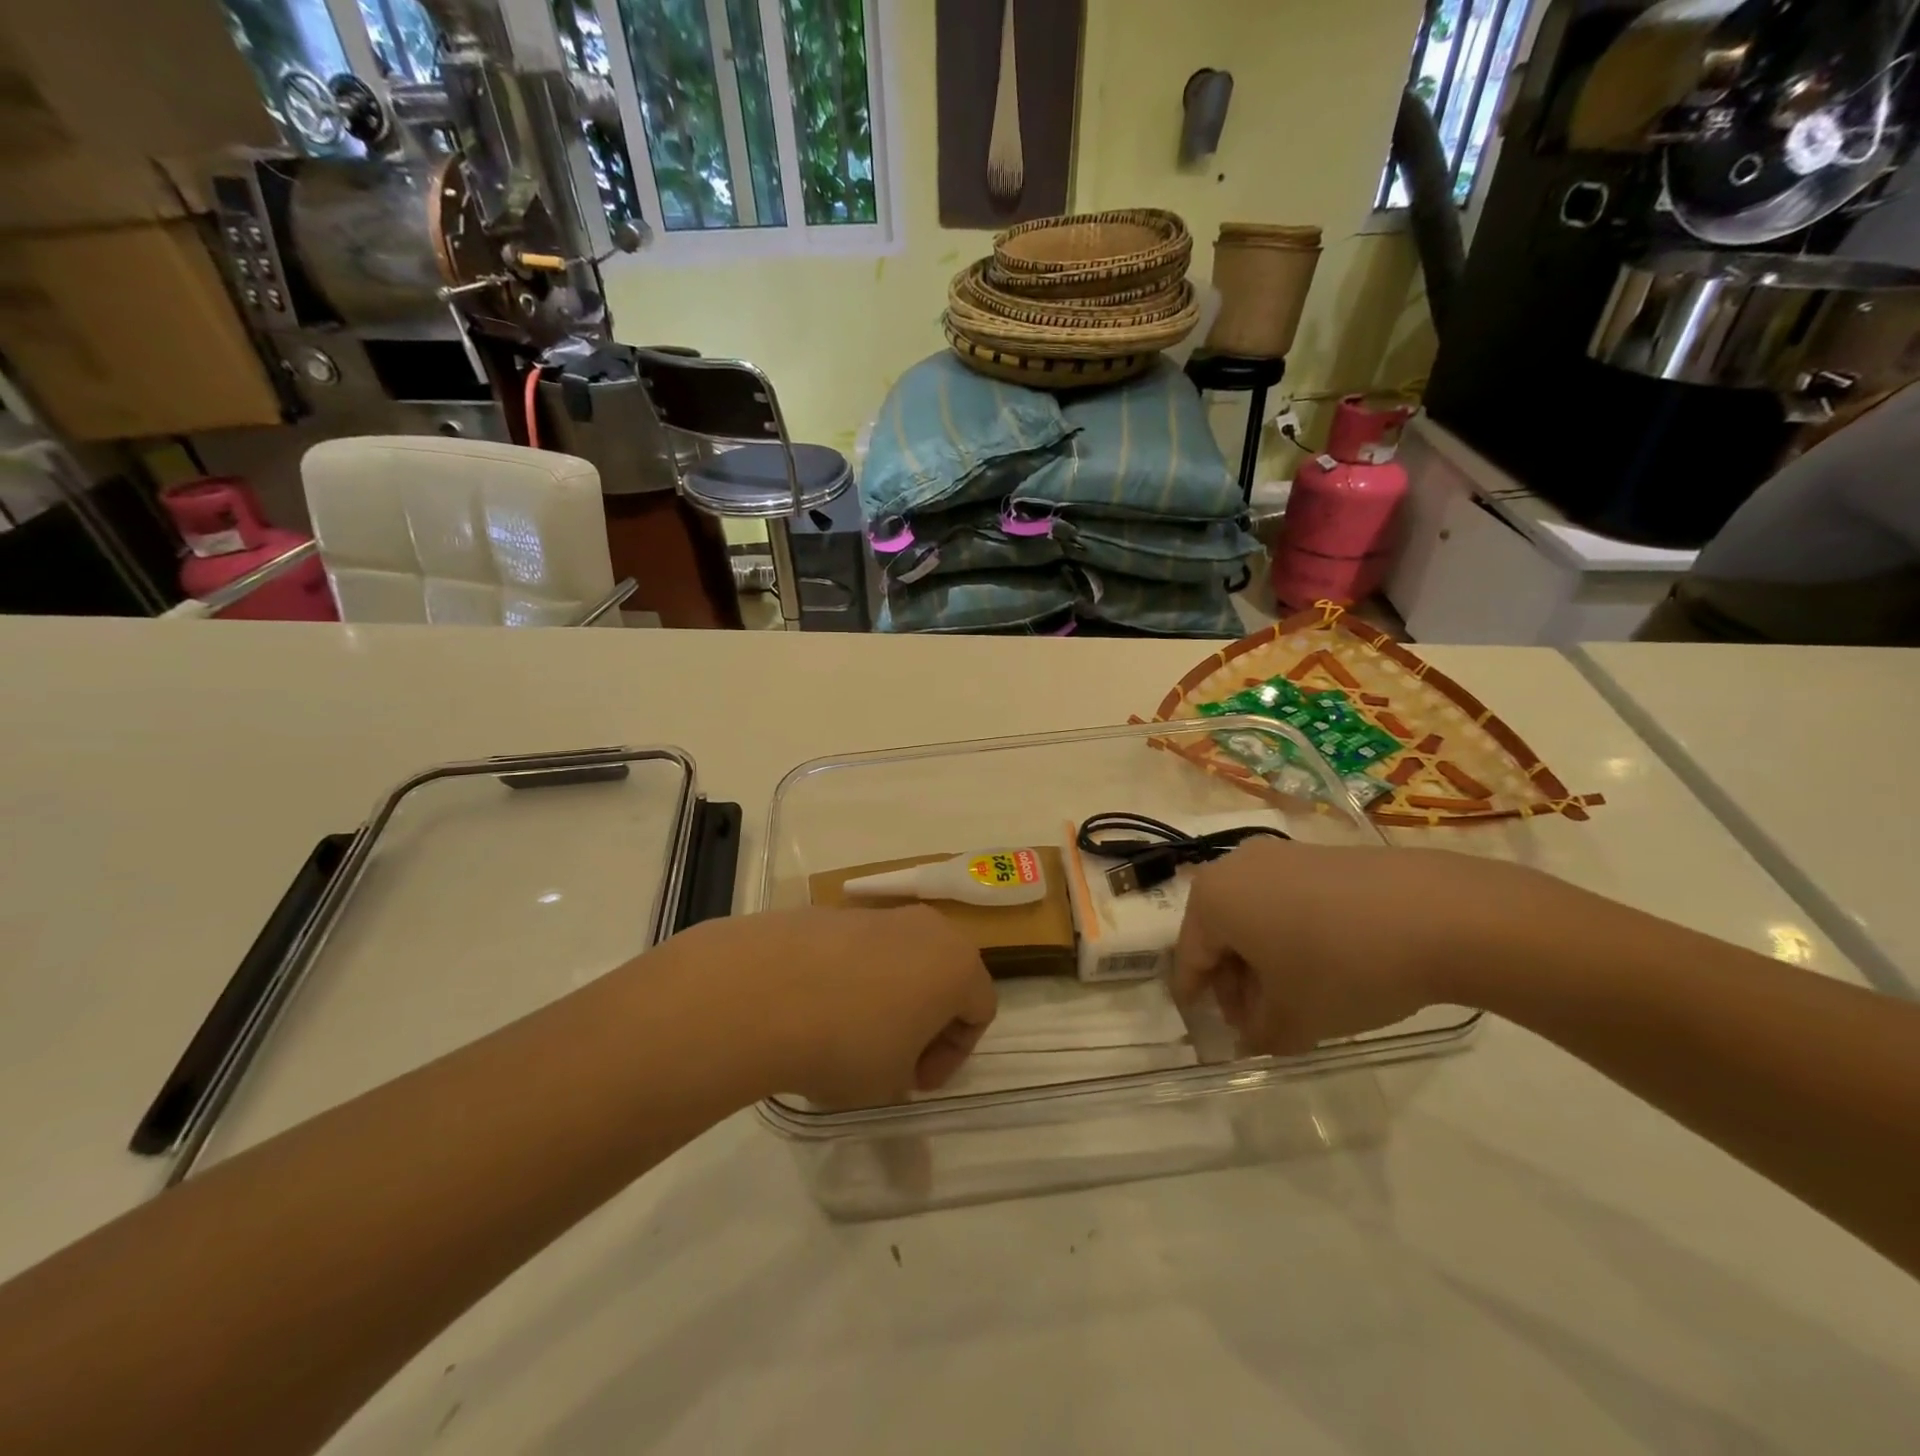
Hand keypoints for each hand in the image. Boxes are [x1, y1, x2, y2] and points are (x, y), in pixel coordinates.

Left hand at [663, 906, 996, 1105]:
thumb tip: (892, 1060)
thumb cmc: (849, 1043)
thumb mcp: (890, 1082)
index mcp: (957, 963)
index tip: (915, 1082)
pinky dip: (849, 978)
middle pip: (943, 975)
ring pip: (899, 959)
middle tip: (893, 1057)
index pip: (980, 1010)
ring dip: (886, 997)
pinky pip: (857, 950)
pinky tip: (814, 1009)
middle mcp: (926, 927)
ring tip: (846, 1035)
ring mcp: (876, 914)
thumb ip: (908, 1074)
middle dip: (924, 1019)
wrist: (763, 990)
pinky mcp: (832, 912)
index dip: (953, 1055)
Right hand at [1173, 839, 1559, 1054]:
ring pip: (1254, 915)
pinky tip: (1326, 965)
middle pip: (1220, 933)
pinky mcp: (1320, 855)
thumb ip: (1259, 1035)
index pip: (1189, 959)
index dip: (1199, 1000)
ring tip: (1297, 998)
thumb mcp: (1294, 1019)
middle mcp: (1235, 866)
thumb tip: (1249, 1040)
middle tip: (1260, 1022)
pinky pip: (1287, 900)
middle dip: (1235, 981)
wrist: (1438, 914)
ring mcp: (1280, 855)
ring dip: (1264, 959)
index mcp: (1212, 899)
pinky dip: (1292, 934)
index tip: (1212, 1032)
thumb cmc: (1342, 967)